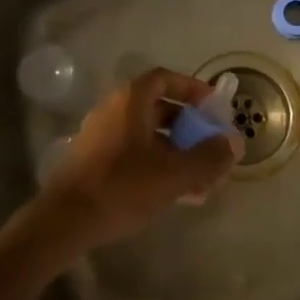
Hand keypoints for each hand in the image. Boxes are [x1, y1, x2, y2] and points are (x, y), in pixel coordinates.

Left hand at [34, 68, 243, 255]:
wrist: (65, 220)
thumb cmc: (122, 187)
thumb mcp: (173, 174)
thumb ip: (208, 157)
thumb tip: (234, 142)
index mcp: (130, 101)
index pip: (165, 78)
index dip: (192, 88)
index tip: (214, 106)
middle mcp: (114, 110)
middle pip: (159, 108)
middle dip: (190, 128)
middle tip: (212, 147)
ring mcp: (102, 136)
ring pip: (149, 136)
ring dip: (177, 152)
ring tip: (203, 180)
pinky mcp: (95, 161)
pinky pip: (135, 154)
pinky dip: (158, 165)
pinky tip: (179, 195)